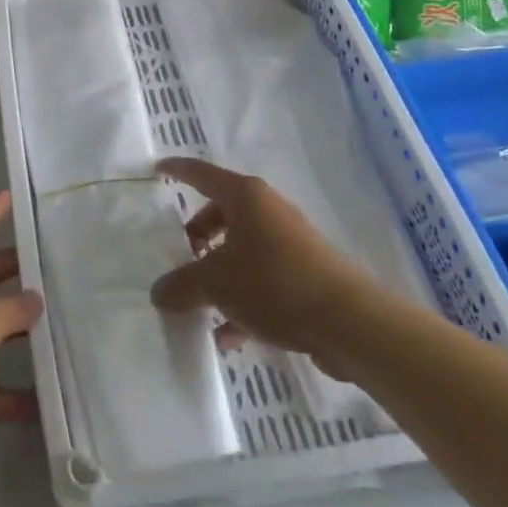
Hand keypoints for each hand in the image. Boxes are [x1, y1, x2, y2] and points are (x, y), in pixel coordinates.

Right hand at [150, 158, 375, 380]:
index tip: (157, 169)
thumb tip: (158, 292)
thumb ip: (181, 286)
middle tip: (182, 258)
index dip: (177, 170)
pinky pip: (261, 277)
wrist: (350, 322)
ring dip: (218, 274)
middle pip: (221, 214)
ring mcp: (289, 241)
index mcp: (245, 196)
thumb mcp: (217, 284)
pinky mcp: (304, 272)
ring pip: (241, 249)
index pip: (201, 173)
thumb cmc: (275, 284)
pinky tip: (230, 337)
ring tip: (201, 307)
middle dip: (198, 236)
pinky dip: (242, 299)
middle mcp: (267, 209)